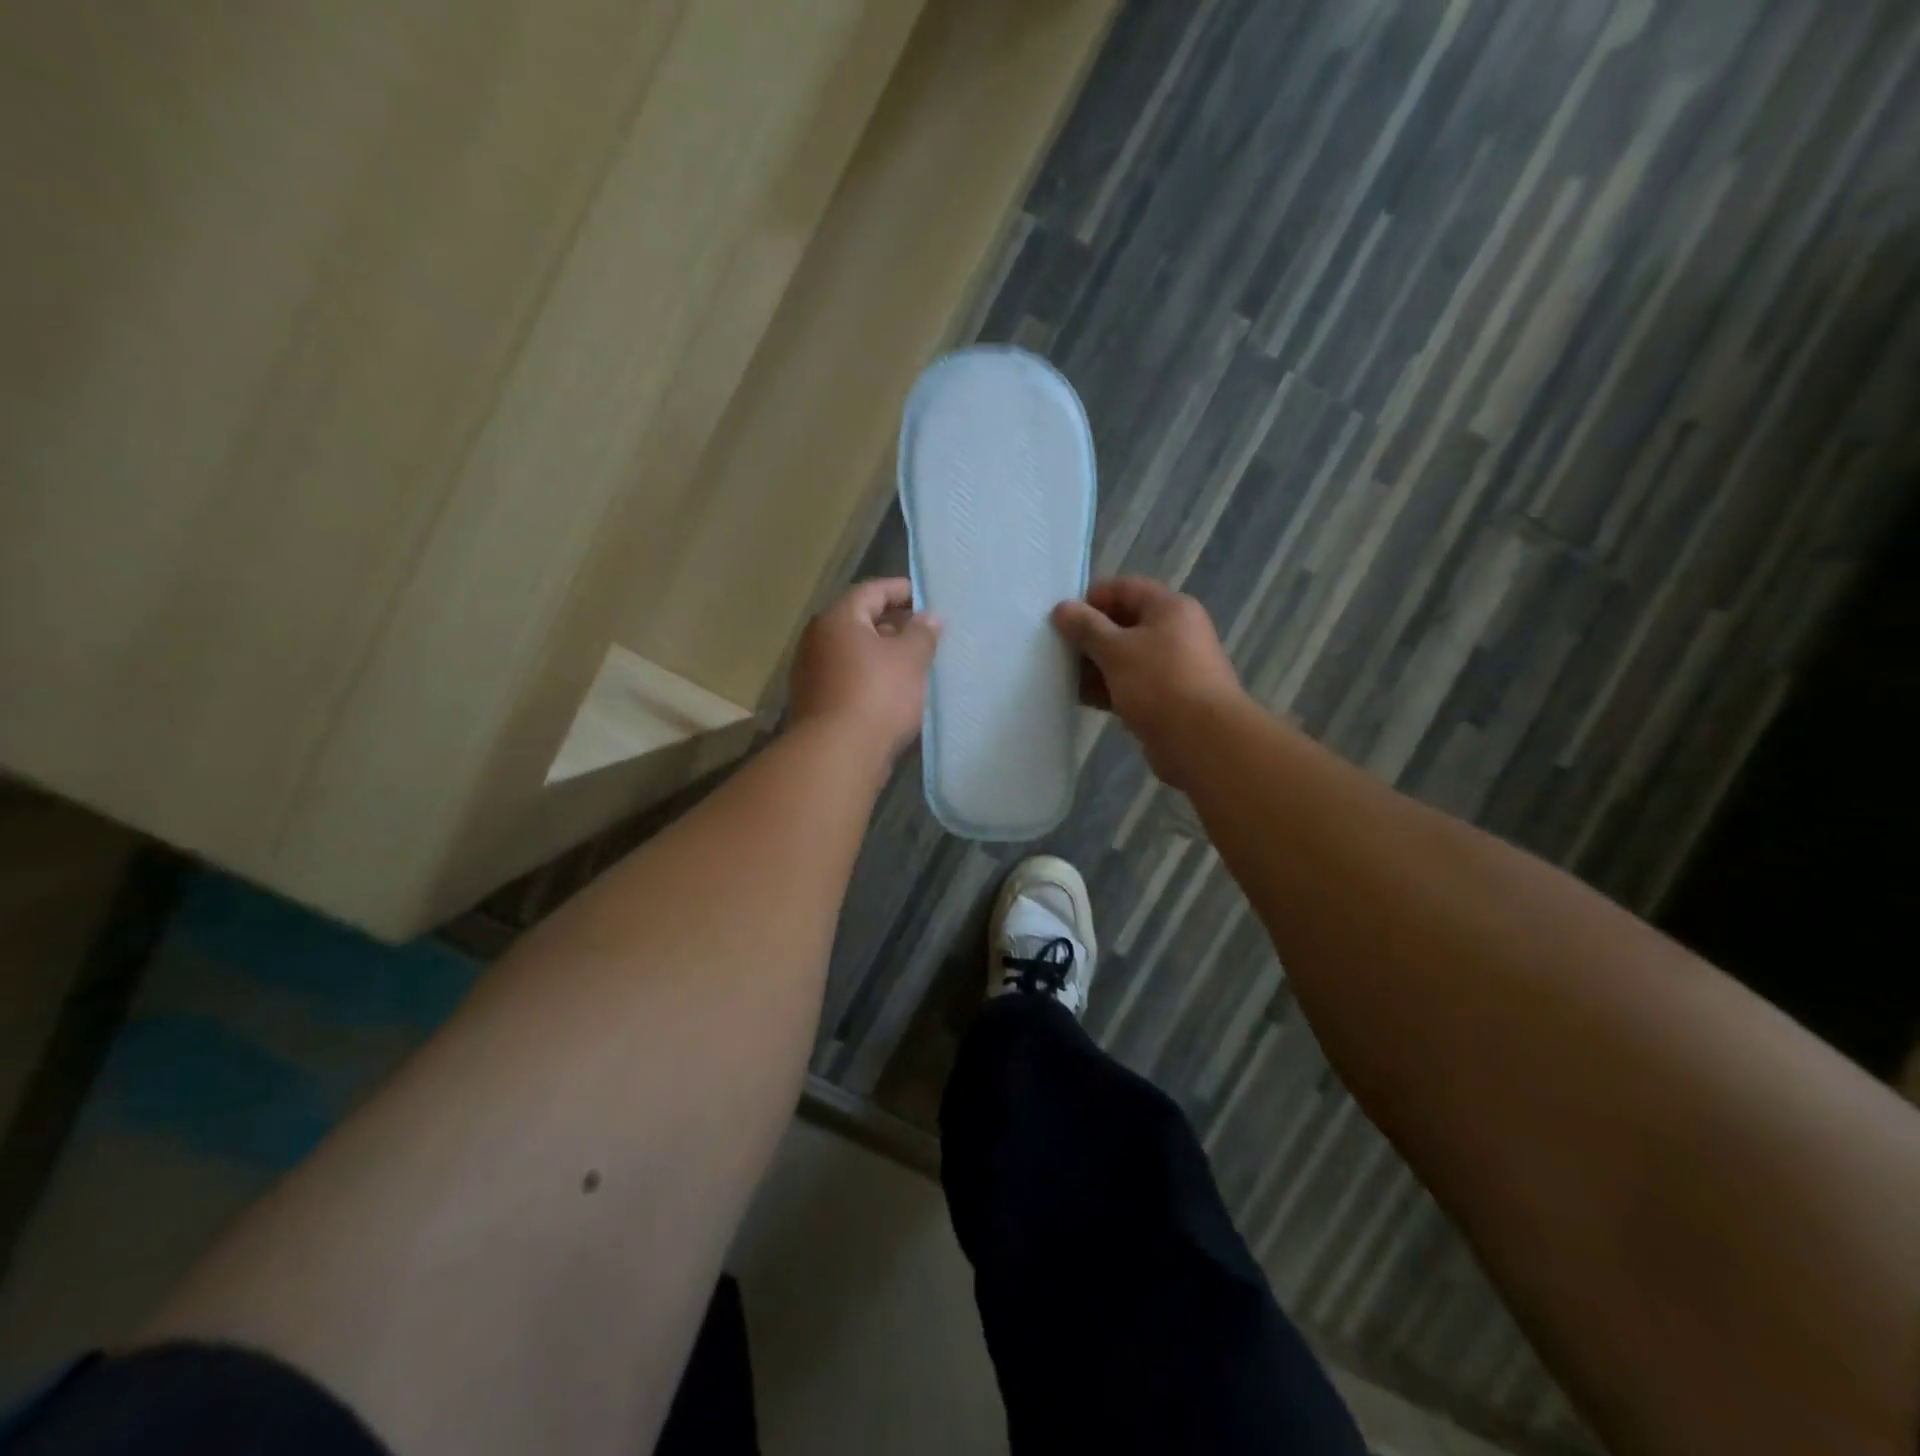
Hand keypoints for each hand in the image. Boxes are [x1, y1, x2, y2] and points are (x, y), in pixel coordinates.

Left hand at [789, 578, 940, 758]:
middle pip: (859, 621)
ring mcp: (812, 673)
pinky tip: (894, 691)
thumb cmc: (877, 696)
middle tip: (925, 632)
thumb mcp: (910, 659)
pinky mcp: (816, 702)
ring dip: (882, 653)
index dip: (900, 590)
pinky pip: (848, 677)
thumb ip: (922, 633)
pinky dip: (871, 676)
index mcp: (838, 619)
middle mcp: (818, 640)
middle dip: (893, 623)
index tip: (926, 597)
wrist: (837, 755)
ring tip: (915, 662)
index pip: (871, 591)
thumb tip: (930, 616)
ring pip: (853, 652)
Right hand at [1052, 577, 1246, 786]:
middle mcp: (1175, 631)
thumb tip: (1062, 608)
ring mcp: (1172, 666)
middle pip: (1124, 623)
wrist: (1201, 740)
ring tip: (1062, 675)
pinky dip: (1108, 688)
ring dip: (1095, 665)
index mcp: (1169, 608)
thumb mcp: (1116, 650)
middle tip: (1057, 648)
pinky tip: (1081, 698)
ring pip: (1126, 657)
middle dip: (1090, 635)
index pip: (1125, 588)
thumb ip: (1086, 627)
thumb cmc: (1159, 683)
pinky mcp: (1167, 697)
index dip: (1091, 598)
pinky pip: (1131, 684)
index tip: (1062, 617)